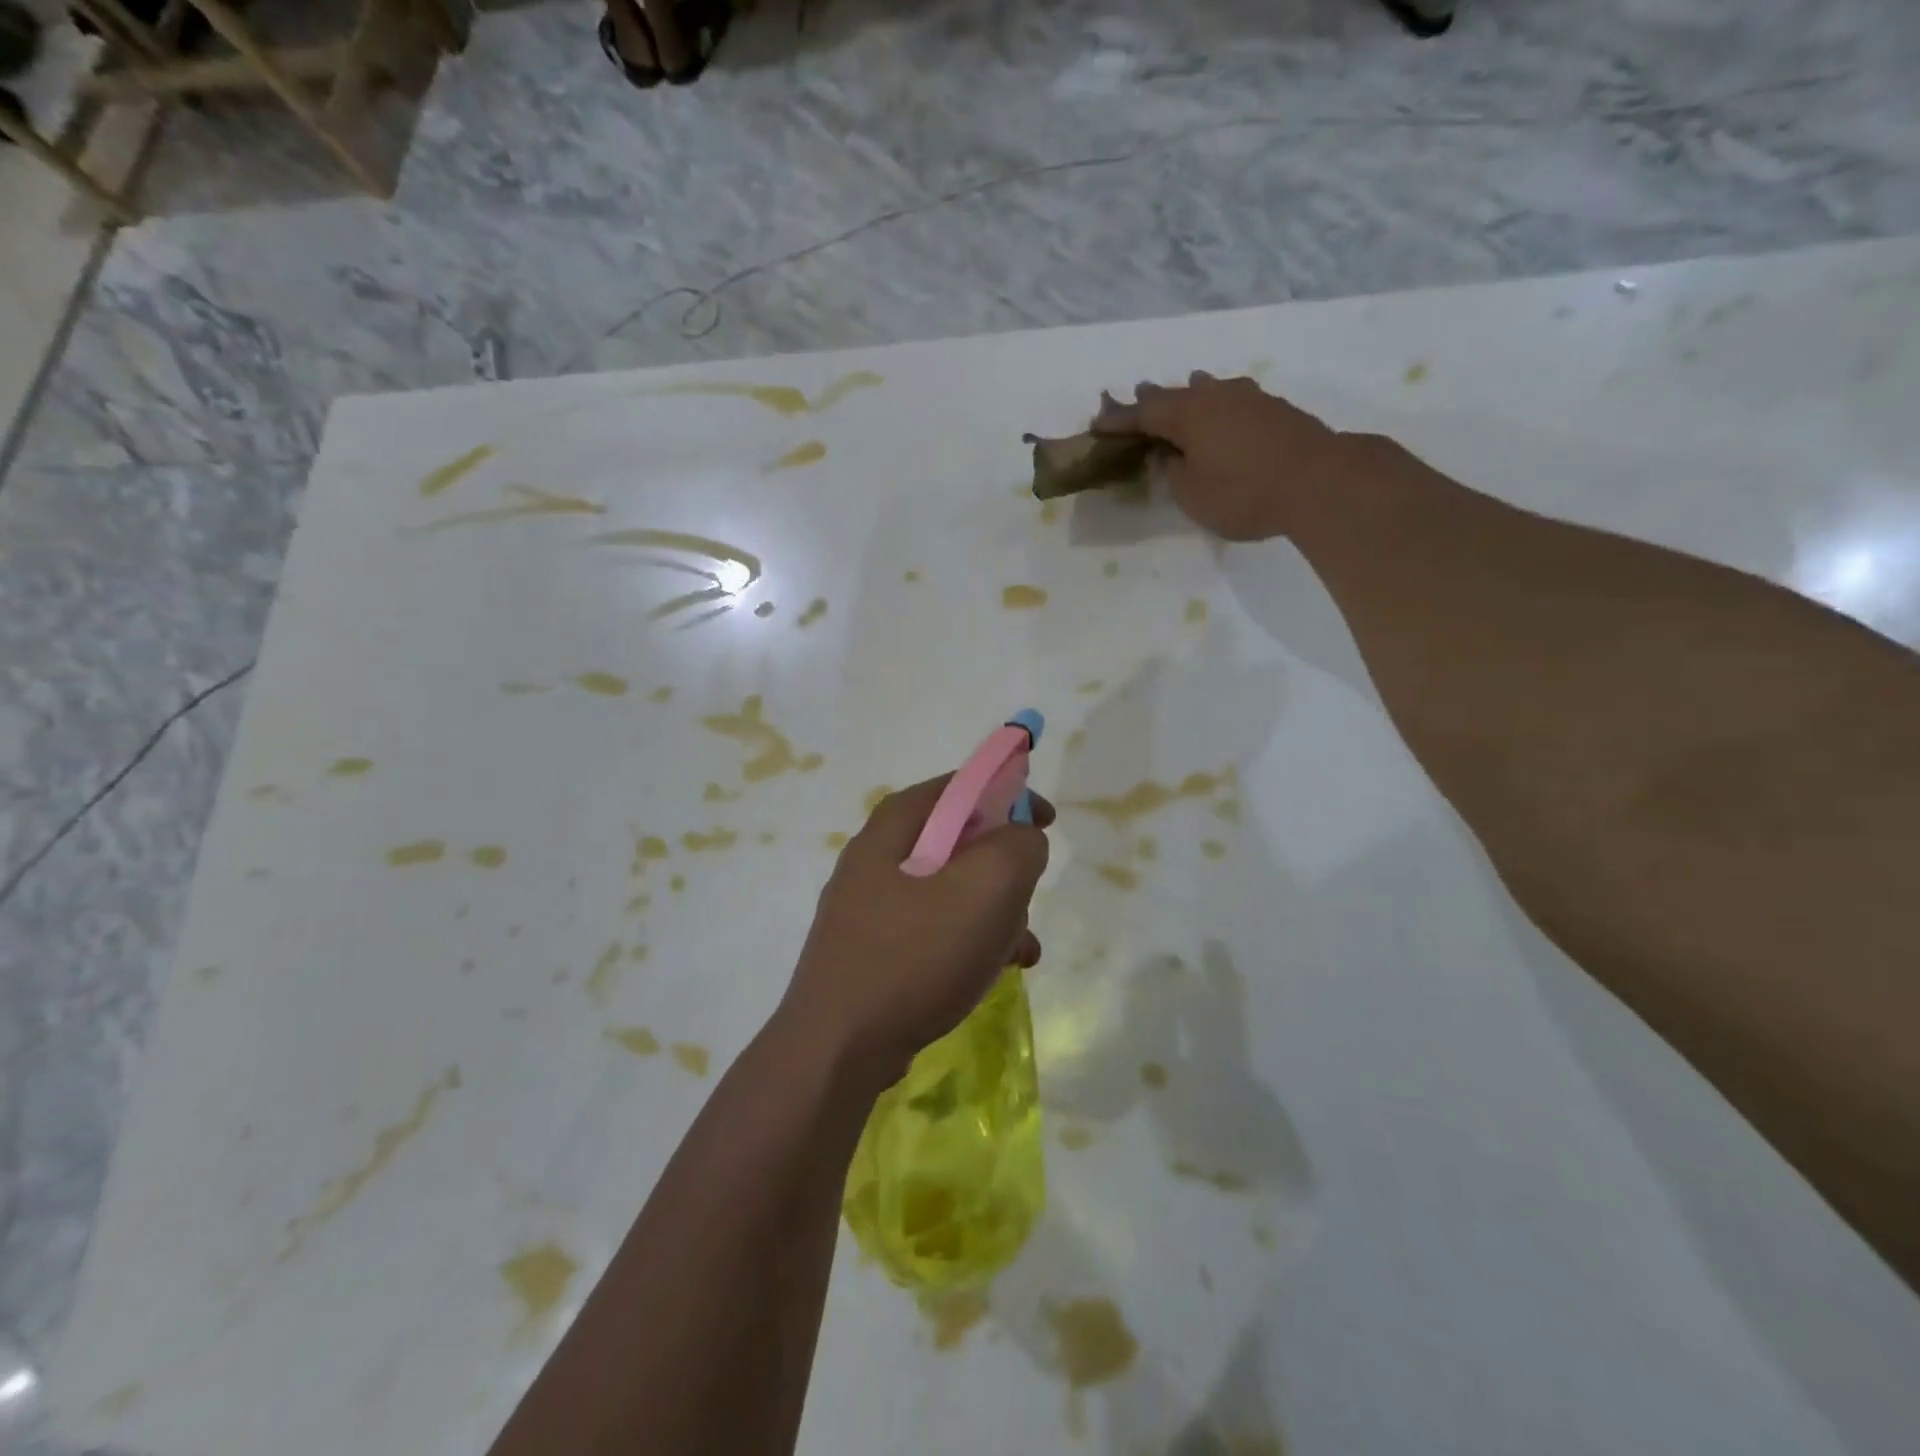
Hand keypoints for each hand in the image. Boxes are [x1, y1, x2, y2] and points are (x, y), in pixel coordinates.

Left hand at [780, 776, 1051, 1087]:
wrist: (838, 1048)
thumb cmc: (915, 955)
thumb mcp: (986, 888)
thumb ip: (1017, 846)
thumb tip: (1021, 839)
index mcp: (895, 825)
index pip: (960, 784)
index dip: (1009, 793)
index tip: (1044, 822)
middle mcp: (876, 855)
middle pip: (957, 839)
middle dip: (1003, 866)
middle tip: (1026, 895)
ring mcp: (869, 905)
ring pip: (950, 889)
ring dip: (993, 911)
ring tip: (1019, 947)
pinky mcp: (872, 948)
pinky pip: (933, 928)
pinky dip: (968, 940)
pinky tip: (993, 972)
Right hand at [1095, 372, 1355, 540]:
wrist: (1319, 481)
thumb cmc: (1244, 493)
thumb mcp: (1193, 494)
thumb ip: (1174, 471)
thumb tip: (1170, 454)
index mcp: (1187, 416)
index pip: (1142, 414)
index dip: (1118, 421)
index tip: (1097, 424)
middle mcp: (1215, 397)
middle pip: (1174, 395)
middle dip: (1150, 399)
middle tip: (1131, 397)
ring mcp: (1248, 399)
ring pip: (1208, 390)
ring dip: (1188, 392)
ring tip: (1180, 386)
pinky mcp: (1274, 409)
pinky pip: (1231, 398)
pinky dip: (1216, 400)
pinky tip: (1221, 402)